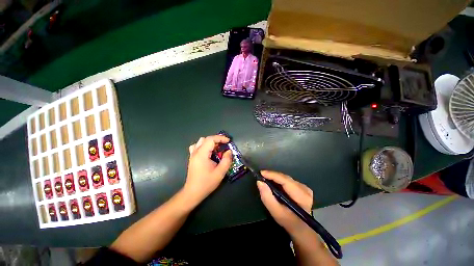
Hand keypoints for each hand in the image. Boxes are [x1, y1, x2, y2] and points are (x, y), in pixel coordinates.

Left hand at [184, 135, 232, 203]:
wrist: (193, 192)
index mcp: (202, 154)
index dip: (221, 138)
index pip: (211, 139)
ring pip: (201, 141)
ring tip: (216, 148)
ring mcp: (192, 154)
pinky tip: (208, 152)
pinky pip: (196, 146)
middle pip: (206, 139)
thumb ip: (226, 160)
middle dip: (216, 139)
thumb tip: (229, 151)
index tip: (228, 141)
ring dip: (210, 142)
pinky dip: (204, 145)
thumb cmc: (206, 183)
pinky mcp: (192, 158)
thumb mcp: (220, 173)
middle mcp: (196, 152)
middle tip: (224, 145)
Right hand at [257, 171, 312, 234]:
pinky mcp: (303, 187)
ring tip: (266, 178)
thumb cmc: (289, 222)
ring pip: (286, 178)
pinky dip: (279, 180)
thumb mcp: (276, 212)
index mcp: (301, 196)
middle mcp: (304, 189)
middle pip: (285, 178)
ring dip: (275, 177)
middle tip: (261, 176)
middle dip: (272, 175)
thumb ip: (267, 197)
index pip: (285, 180)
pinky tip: (274, 182)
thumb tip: (260, 182)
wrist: (302, 229)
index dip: (272, 175)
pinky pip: (288, 180)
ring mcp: (305, 187)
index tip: (261, 173)